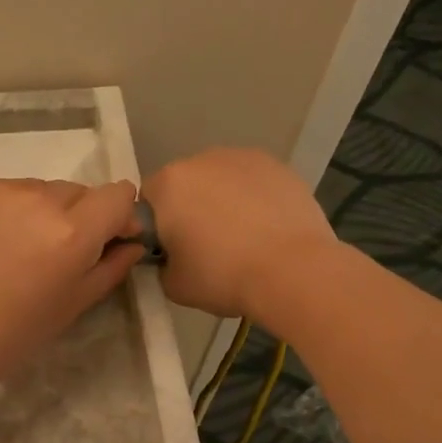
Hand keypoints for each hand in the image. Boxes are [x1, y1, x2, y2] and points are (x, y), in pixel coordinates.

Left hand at [0, 177, 144, 376]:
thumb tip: (132, 241)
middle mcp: (40, 198)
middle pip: (77, 191)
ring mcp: (0, 189)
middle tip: (56, 252)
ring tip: (17, 247)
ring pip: (39, 189)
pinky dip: (5, 209)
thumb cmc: (18, 330)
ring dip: (40, 211)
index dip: (119, 214)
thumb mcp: (77, 302)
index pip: (118, 194)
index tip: (109, 236)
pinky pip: (3, 190)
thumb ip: (113, 265)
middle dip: (78, 216)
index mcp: (73, 231)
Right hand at [142, 148, 339, 324]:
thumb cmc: (223, 276)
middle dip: (191, 207)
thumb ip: (163, 264)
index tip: (171, 249)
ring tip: (243, 236)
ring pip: (222, 179)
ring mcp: (244, 158)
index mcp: (169, 184)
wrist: (293, 271)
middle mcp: (202, 160)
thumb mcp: (174, 284)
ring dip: (224, 200)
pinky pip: (254, 183)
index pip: (148, 199)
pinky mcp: (279, 167)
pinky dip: (255, 199)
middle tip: (207, 245)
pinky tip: (268, 228)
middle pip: (186, 183)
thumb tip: (173, 258)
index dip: (157, 225)